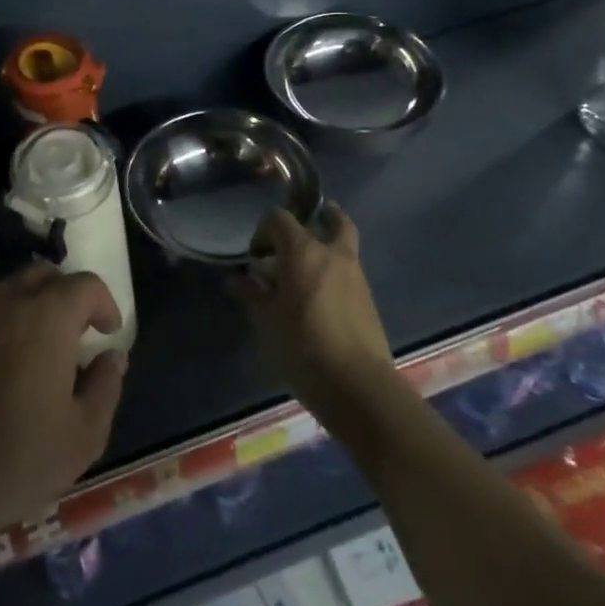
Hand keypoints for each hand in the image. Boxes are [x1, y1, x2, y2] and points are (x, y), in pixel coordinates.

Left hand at [0, 263, 126, 565]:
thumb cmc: (16, 461)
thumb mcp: (83, 436)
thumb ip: (106, 386)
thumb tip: (112, 356)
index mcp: (47, 315)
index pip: (85, 284)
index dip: (103, 304)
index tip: (106, 332)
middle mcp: (3, 298)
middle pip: (41, 274)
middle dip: (62, 295)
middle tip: (69, 332)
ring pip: (1, 290)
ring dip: (22, 306)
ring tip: (26, 346)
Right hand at [229, 206, 397, 424]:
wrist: (359, 387)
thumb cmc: (303, 348)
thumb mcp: (266, 323)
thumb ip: (251, 295)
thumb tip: (235, 280)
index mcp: (304, 251)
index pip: (280, 218)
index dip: (263, 231)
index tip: (256, 257)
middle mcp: (333, 254)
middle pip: (332, 218)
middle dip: (317, 218)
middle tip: (298, 234)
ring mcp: (356, 275)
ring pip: (343, 244)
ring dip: (326, 246)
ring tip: (305, 270)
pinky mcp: (368, 299)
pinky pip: (349, 271)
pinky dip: (335, 271)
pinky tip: (319, 297)